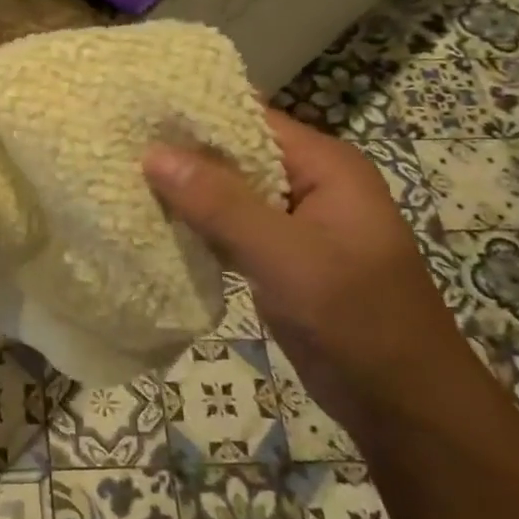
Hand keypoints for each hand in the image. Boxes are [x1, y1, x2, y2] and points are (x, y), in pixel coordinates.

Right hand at [144, 108, 467, 430]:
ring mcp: (294, 225)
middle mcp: (309, 185)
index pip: (250, 119)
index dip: (194, 113)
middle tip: (115, 146)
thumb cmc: (356, 320)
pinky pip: (231, 229)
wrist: (403, 406)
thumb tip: (153, 153)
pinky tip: (152, 223)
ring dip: (184, 191)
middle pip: (235, 155)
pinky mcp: (280, 259)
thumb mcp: (286, 257)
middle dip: (181, 153)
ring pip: (229, 194)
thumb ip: (220, 204)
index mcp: (325, 166)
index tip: (134, 112)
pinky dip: (197, 226)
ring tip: (121, 177)